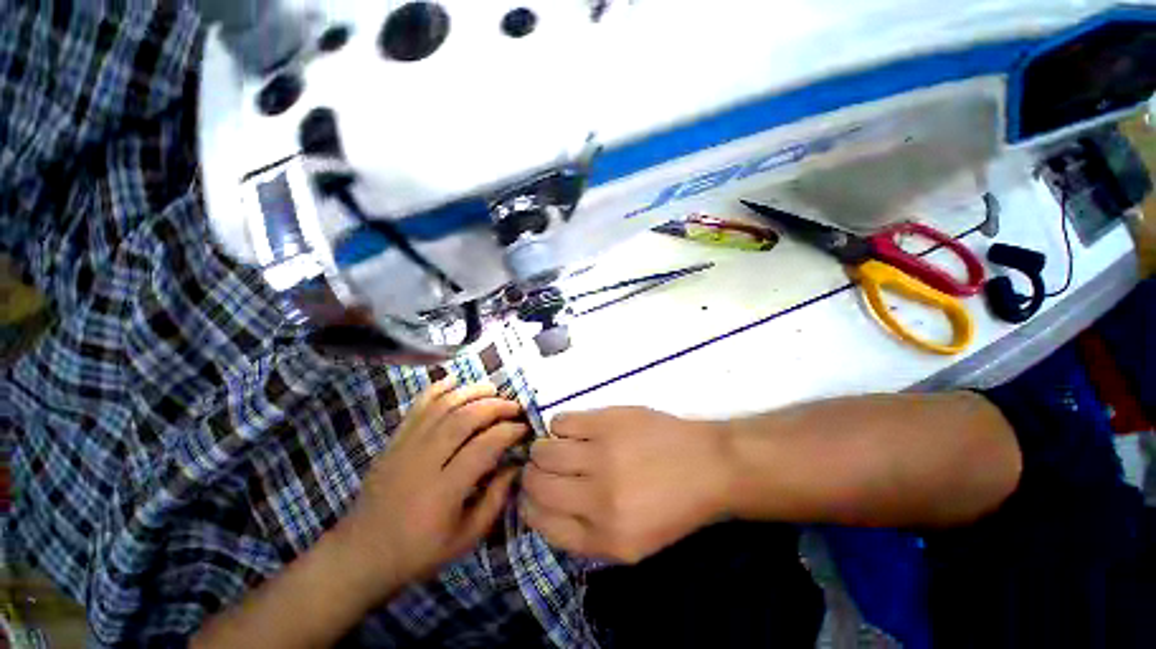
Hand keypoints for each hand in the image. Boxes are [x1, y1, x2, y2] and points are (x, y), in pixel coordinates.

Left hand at [338, 378, 526, 597]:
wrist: (360, 554)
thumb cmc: (418, 552)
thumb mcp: (465, 538)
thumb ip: (496, 500)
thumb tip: (516, 465)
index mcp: (444, 491)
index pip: (484, 446)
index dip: (509, 432)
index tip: (524, 428)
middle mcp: (423, 462)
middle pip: (464, 419)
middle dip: (495, 406)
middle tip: (514, 407)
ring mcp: (405, 447)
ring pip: (442, 406)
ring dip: (471, 392)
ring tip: (493, 389)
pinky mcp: (394, 440)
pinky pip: (417, 406)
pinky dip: (437, 388)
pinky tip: (455, 380)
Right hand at [521, 407, 732, 562]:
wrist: (708, 465)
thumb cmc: (672, 506)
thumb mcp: (633, 544)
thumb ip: (585, 534)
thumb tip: (543, 507)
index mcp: (604, 537)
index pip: (541, 522)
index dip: (528, 505)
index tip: (531, 494)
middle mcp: (597, 497)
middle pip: (536, 483)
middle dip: (531, 475)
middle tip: (542, 468)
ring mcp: (601, 454)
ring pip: (543, 449)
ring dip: (543, 449)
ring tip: (558, 447)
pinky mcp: (606, 421)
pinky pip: (561, 421)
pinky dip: (560, 426)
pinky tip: (574, 430)